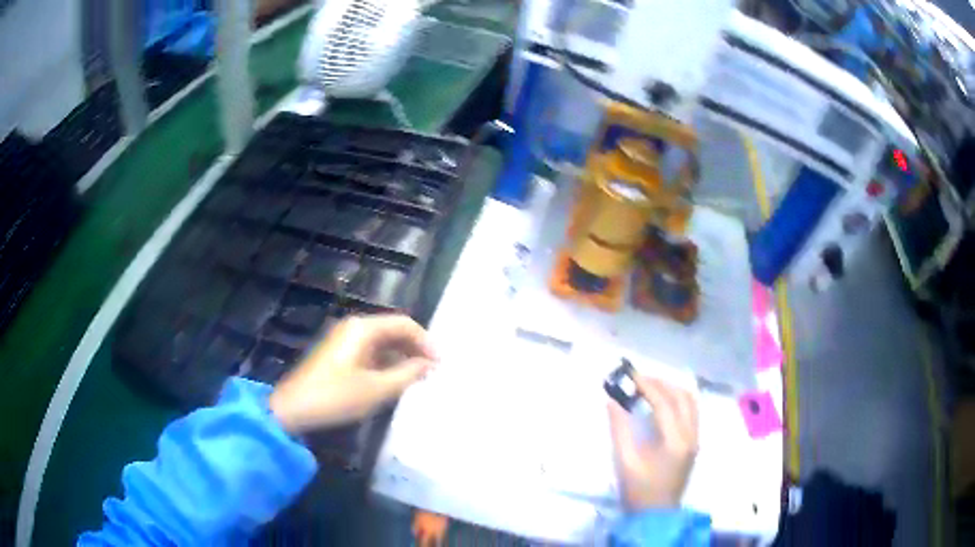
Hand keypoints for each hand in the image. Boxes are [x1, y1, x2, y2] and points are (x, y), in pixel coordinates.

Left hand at [269, 314, 436, 434]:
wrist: (293, 409)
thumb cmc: (335, 397)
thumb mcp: (376, 389)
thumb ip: (407, 374)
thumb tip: (429, 364)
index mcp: (363, 328)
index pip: (404, 324)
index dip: (426, 341)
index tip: (441, 363)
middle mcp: (354, 328)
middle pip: (393, 330)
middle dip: (415, 348)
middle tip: (433, 371)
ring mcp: (344, 340)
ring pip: (382, 342)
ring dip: (402, 357)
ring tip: (419, 378)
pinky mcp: (339, 355)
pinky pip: (370, 352)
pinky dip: (387, 363)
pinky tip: (396, 380)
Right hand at [608, 376, 698, 510]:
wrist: (656, 514)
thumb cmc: (639, 490)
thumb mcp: (625, 461)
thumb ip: (619, 429)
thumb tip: (612, 401)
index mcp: (675, 440)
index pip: (664, 403)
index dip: (647, 386)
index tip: (630, 377)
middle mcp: (691, 435)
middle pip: (682, 398)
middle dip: (661, 383)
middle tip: (639, 380)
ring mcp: (695, 439)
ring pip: (691, 403)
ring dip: (672, 390)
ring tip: (651, 387)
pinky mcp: (694, 444)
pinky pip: (692, 412)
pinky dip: (679, 401)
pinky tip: (664, 403)